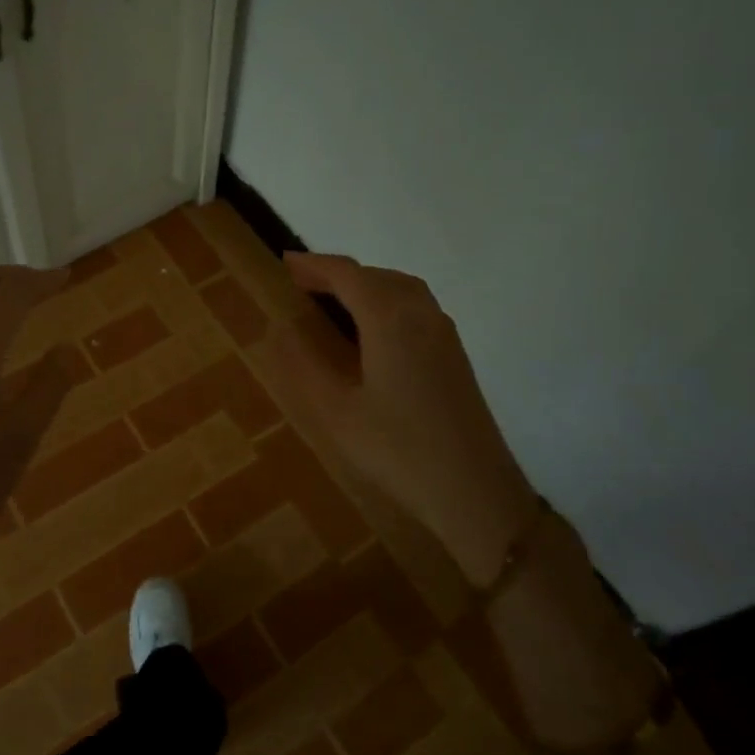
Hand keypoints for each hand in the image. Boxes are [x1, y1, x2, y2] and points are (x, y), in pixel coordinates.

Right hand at [266, 253, 539, 583]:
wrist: (474, 491)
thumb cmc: (398, 450)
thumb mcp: (336, 412)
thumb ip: (303, 365)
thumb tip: (280, 329)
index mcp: (390, 319)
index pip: (347, 274)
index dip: (314, 265)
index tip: (284, 263)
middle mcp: (421, 314)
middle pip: (376, 275)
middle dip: (338, 273)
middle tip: (302, 285)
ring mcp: (443, 334)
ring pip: (401, 288)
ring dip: (365, 284)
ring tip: (333, 302)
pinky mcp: (454, 355)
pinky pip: (415, 307)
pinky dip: (386, 301)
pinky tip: (372, 332)